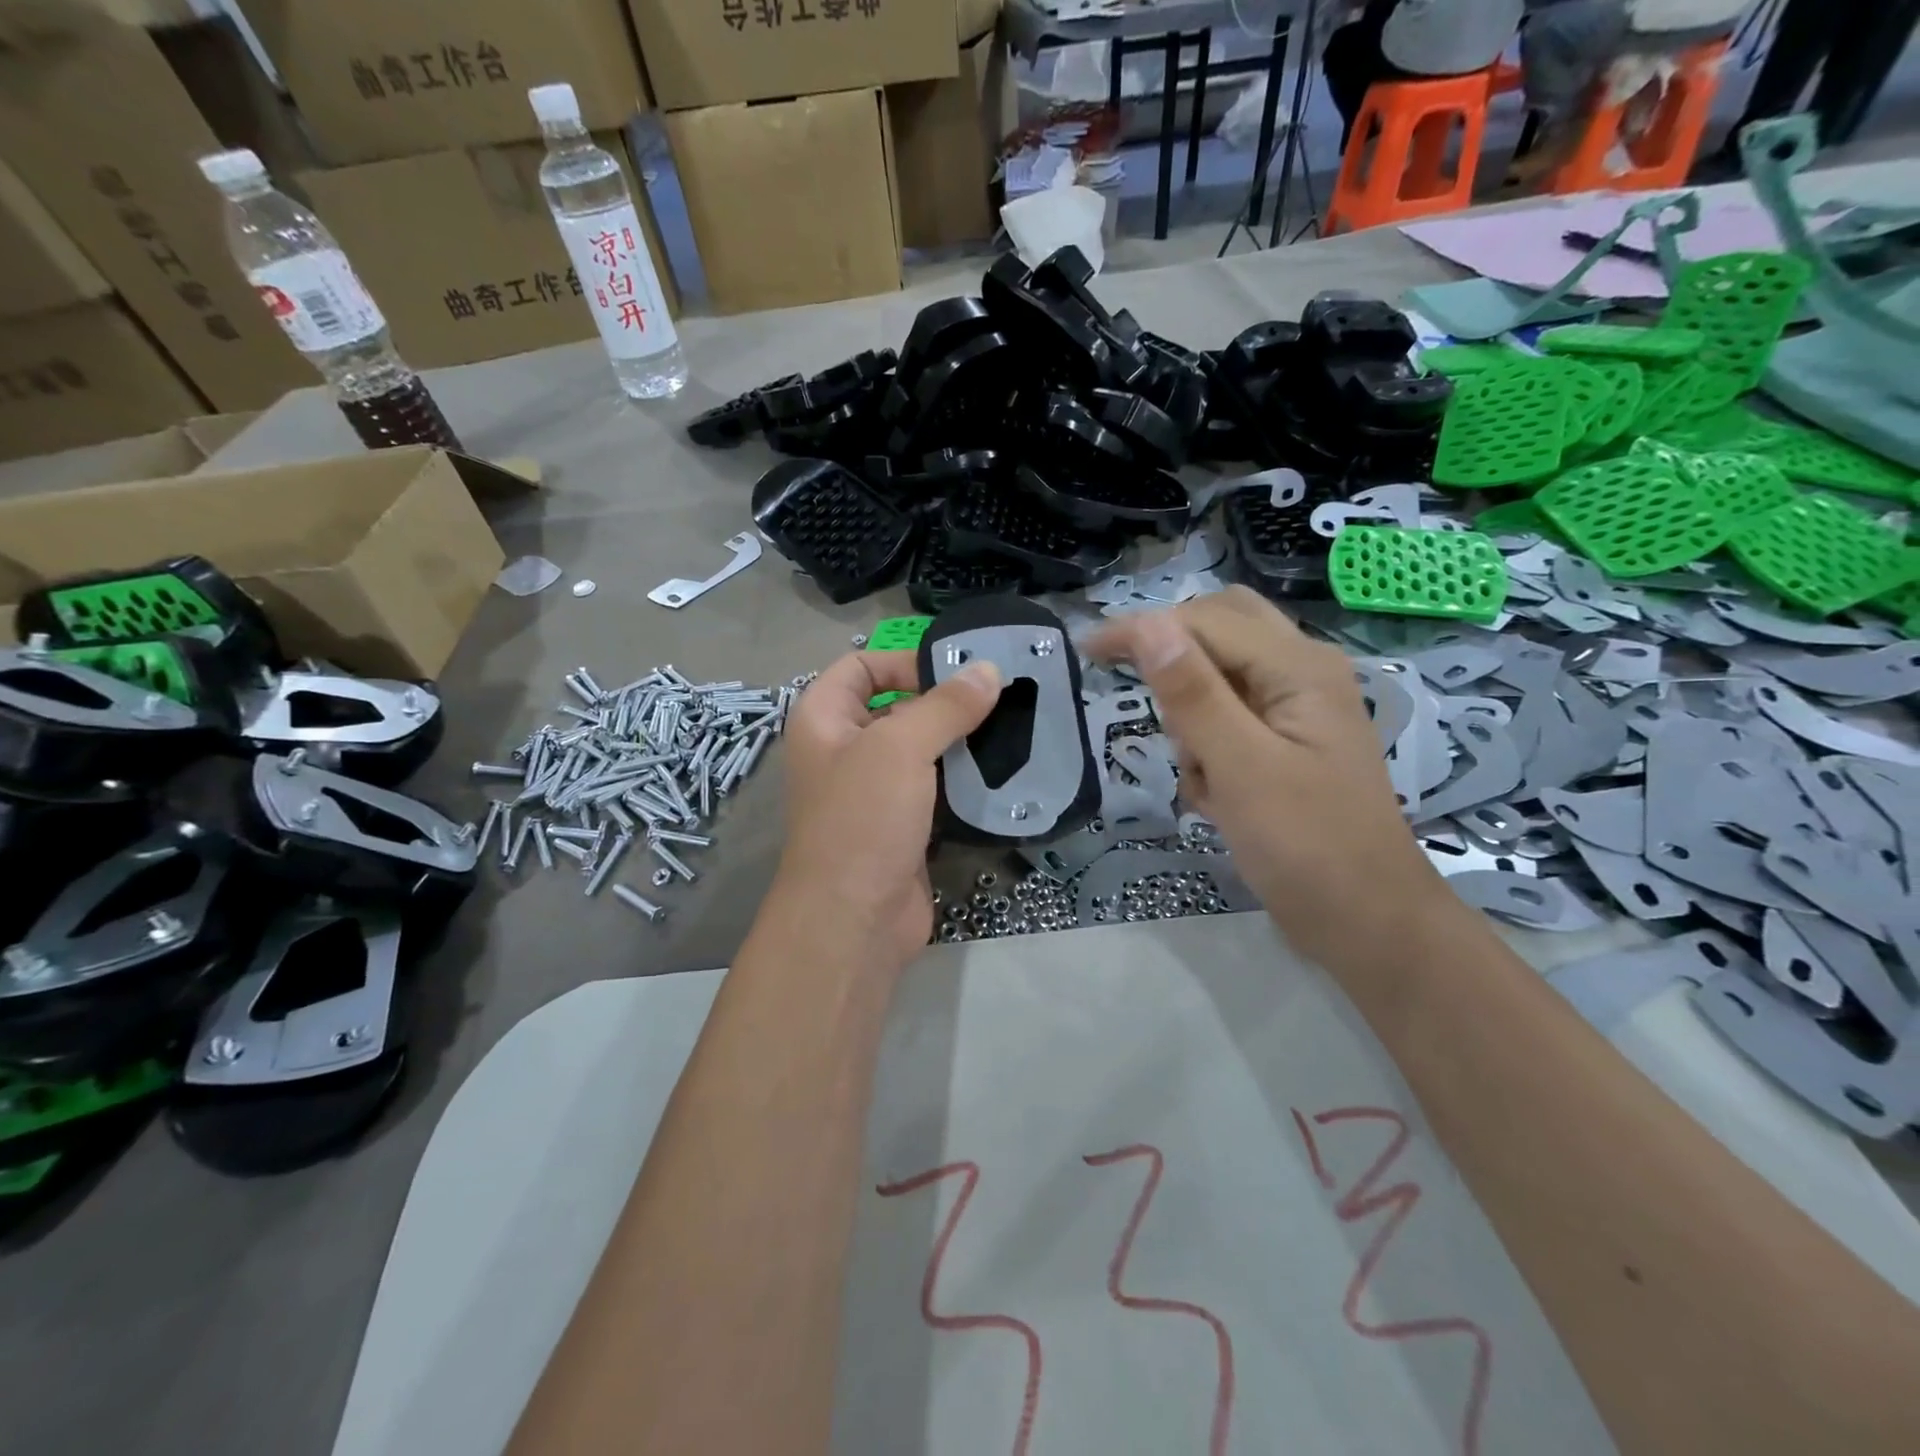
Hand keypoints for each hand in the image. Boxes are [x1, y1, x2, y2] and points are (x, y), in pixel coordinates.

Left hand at [764, 650, 1001, 977]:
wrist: (854, 922)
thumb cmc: (863, 819)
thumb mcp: (900, 748)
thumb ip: (945, 706)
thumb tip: (989, 670)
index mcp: (823, 720)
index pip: (860, 667)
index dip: (904, 661)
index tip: (957, 672)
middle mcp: (843, 750)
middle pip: (896, 706)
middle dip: (943, 701)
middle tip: (1000, 696)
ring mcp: (873, 791)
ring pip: (920, 750)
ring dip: (959, 741)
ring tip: (1011, 727)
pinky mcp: (902, 825)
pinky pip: (935, 788)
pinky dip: (963, 779)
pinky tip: (1001, 770)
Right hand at [1086, 587, 1447, 969]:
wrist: (1367, 922)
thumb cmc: (1305, 846)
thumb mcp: (1240, 767)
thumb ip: (1193, 693)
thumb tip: (1148, 624)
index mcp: (1299, 667)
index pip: (1203, 621)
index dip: (1142, 629)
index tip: (1086, 653)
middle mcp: (1303, 671)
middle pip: (1218, 630)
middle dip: (1175, 666)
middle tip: (1151, 711)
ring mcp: (1299, 707)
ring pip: (1221, 676)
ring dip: (1192, 715)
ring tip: (1200, 774)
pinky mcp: (1290, 741)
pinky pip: (1231, 718)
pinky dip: (1210, 745)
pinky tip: (1215, 793)